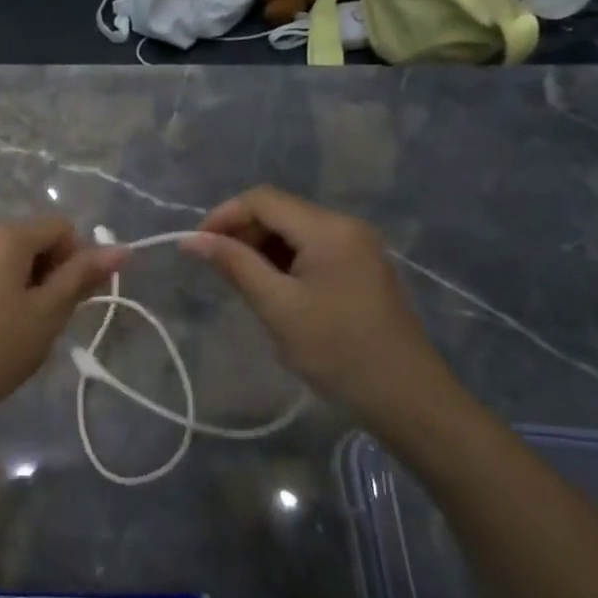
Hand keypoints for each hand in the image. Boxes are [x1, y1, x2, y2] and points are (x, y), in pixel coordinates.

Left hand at [0, 218, 125, 426]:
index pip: (61, 228)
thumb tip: (121, 249)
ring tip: (22, 328)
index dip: (78, 259)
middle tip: (49, 319)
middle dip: (52, 273)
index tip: (72, 301)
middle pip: (35, 240)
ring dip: (29, 285)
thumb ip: (82, 276)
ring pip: (12, 259)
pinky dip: (3, 291)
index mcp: (7, 235)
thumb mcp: (47, 313)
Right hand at [181, 187, 450, 420]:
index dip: (223, 215)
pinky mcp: (361, 267)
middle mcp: (345, 226)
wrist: (406, 397)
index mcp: (328, 228)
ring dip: (261, 247)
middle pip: (279, 211)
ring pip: (294, 230)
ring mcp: (358, 246)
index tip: (196, 246)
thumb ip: (234, 264)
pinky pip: (312, 249)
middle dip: (242, 232)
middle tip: (216, 268)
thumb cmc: (336, 350)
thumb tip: (191, 239)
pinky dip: (284, 260)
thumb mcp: (277, 306)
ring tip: (240, 282)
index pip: (263, 200)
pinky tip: (272, 289)